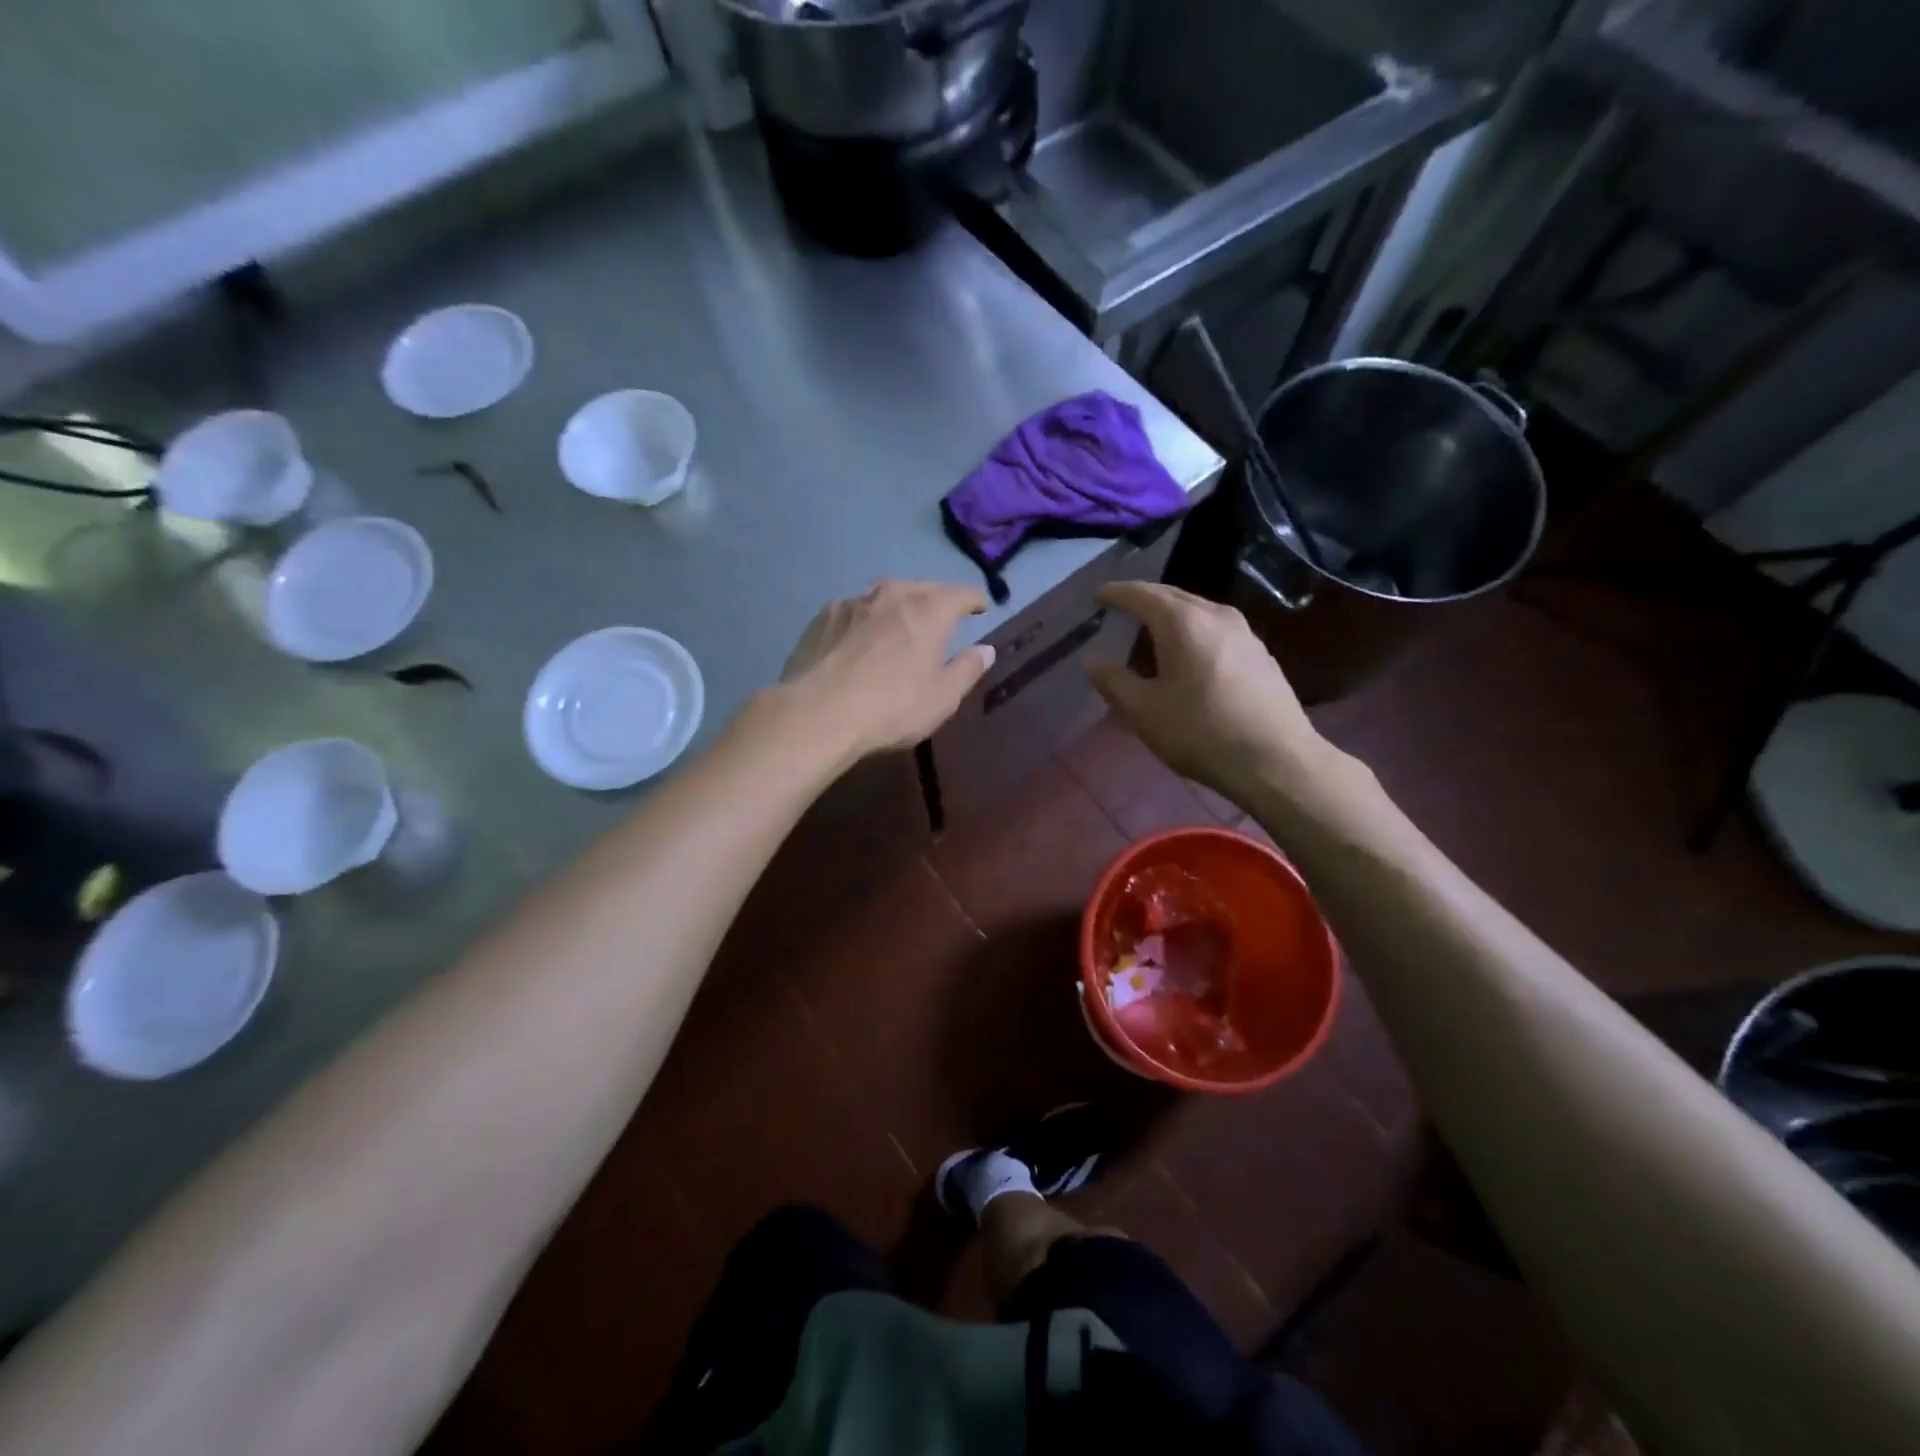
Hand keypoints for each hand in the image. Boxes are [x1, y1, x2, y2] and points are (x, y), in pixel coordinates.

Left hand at [778, 580, 995, 763]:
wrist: (818, 713)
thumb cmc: (892, 706)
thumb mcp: (943, 697)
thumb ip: (968, 669)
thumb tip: (986, 649)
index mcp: (929, 610)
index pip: (962, 593)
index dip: (975, 600)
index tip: (981, 608)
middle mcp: (892, 594)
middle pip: (923, 588)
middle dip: (937, 599)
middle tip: (943, 617)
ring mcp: (853, 602)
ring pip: (885, 596)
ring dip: (898, 606)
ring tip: (899, 624)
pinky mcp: (823, 617)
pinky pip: (854, 611)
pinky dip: (865, 620)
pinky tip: (859, 639)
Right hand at [1087, 582, 1328, 810]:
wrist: (1276, 761)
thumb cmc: (1201, 732)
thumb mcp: (1144, 712)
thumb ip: (1114, 682)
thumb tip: (1094, 661)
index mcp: (1182, 622)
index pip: (1142, 594)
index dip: (1116, 594)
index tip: (1098, 596)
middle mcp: (1216, 615)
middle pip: (1173, 596)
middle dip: (1145, 598)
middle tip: (1122, 607)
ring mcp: (1244, 633)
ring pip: (1198, 611)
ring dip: (1172, 613)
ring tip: (1152, 627)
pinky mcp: (1260, 654)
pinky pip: (1216, 629)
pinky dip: (1193, 630)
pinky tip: (1188, 652)